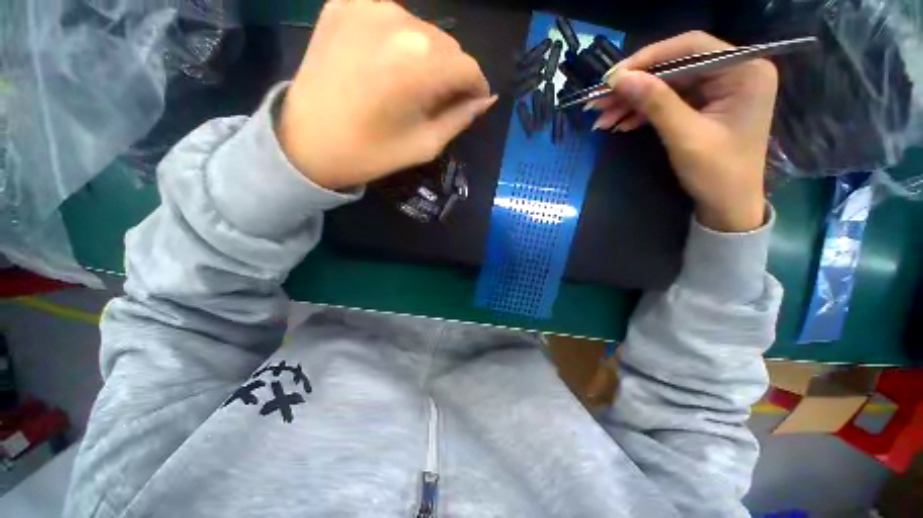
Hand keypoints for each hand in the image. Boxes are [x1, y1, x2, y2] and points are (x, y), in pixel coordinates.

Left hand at [278, 0, 495, 189]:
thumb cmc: (371, 153)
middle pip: (447, 46)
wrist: (306, 141)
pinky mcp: (344, 3)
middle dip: (450, 73)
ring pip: (422, 30)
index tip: (471, 104)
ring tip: (408, 85)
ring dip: (426, 57)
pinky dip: (397, 42)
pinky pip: (390, 20)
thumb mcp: (425, 145)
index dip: (475, 88)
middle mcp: (400, 21)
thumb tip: (485, 99)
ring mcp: (368, 6)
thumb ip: (460, 118)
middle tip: (436, 100)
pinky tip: (385, 64)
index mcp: (421, 63)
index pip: (469, 67)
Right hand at [590, 31, 777, 231]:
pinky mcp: (704, 105)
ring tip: (601, 118)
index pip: (690, 47)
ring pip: (665, 85)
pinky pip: (668, 101)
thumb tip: (619, 78)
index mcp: (744, 71)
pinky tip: (619, 123)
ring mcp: (719, 89)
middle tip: (598, 101)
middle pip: (674, 67)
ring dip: (631, 101)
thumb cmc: (717, 173)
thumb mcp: (685, 136)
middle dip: (633, 85)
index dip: (648, 58)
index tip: (612, 77)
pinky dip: (641, 112)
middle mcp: (734, 71)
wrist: (727, 206)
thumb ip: (655, 103)